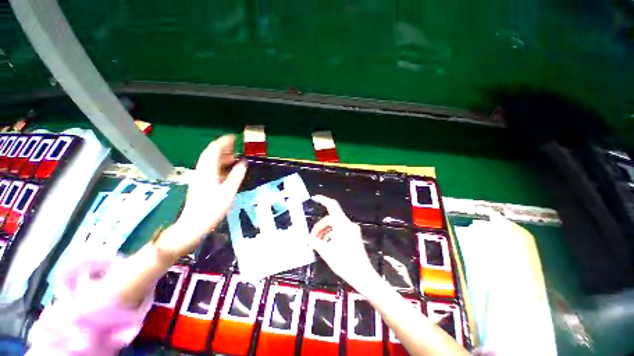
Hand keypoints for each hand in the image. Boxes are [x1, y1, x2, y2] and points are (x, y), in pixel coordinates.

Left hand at [155, 134, 246, 260]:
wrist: (194, 225)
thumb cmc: (212, 208)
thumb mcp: (229, 191)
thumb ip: (237, 175)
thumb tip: (243, 162)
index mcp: (208, 170)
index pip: (214, 149)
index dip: (224, 141)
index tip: (235, 137)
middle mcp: (201, 170)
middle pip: (210, 153)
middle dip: (223, 147)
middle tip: (236, 146)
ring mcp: (199, 177)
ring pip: (209, 160)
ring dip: (221, 155)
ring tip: (234, 156)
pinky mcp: (200, 183)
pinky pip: (210, 168)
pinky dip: (219, 164)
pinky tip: (227, 169)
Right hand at [309, 195, 377, 289]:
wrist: (363, 275)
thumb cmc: (344, 262)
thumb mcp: (326, 252)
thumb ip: (315, 243)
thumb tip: (309, 239)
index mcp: (341, 223)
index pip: (332, 205)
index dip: (323, 200)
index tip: (314, 198)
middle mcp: (348, 224)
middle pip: (330, 218)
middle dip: (320, 226)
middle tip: (312, 238)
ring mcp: (352, 230)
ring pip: (335, 225)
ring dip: (325, 232)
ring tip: (318, 243)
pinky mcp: (354, 237)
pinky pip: (340, 231)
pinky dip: (332, 235)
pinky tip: (327, 245)